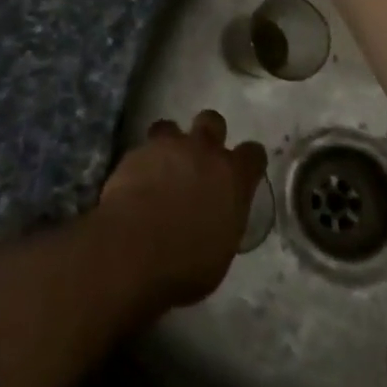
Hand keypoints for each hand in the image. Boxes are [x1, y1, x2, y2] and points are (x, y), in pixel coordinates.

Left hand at [98, 110, 266, 310]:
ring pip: (172, 127)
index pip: (253, 154)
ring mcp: (167, 147)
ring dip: (170, 143)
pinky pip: (144, 148)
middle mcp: (202, 151)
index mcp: (232, 177)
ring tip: (163, 166)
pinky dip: (144, 162)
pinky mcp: (135, 152)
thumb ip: (224, 220)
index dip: (249, 161)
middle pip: (213, 121)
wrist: (133, 249)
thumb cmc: (186, 265)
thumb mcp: (221, 250)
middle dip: (209, 134)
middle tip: (201, 159)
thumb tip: (217, 216)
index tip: (244, 172)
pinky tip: (138, 182)